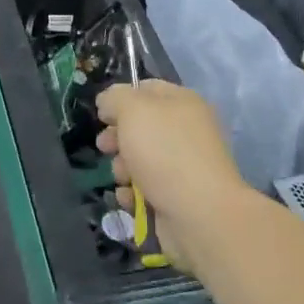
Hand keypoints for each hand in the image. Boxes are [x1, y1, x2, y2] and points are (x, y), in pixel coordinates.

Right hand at [96, 80, 255, 275]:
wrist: (200, 214)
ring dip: (122, 168)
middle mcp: (185, 130)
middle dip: (116, 138)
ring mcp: (183, 166)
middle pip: (139, 127)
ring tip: (123, 178)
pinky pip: (146, 189)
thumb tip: (107, 103)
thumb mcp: (133, 110)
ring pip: (139, 159)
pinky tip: (132, 199)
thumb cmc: (165, 152)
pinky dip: (134, 194)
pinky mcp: (177, 196)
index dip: (120, 99)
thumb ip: (114, 98)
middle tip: (105, 147)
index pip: (145, 89)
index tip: (102, 116)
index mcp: (182, 102)